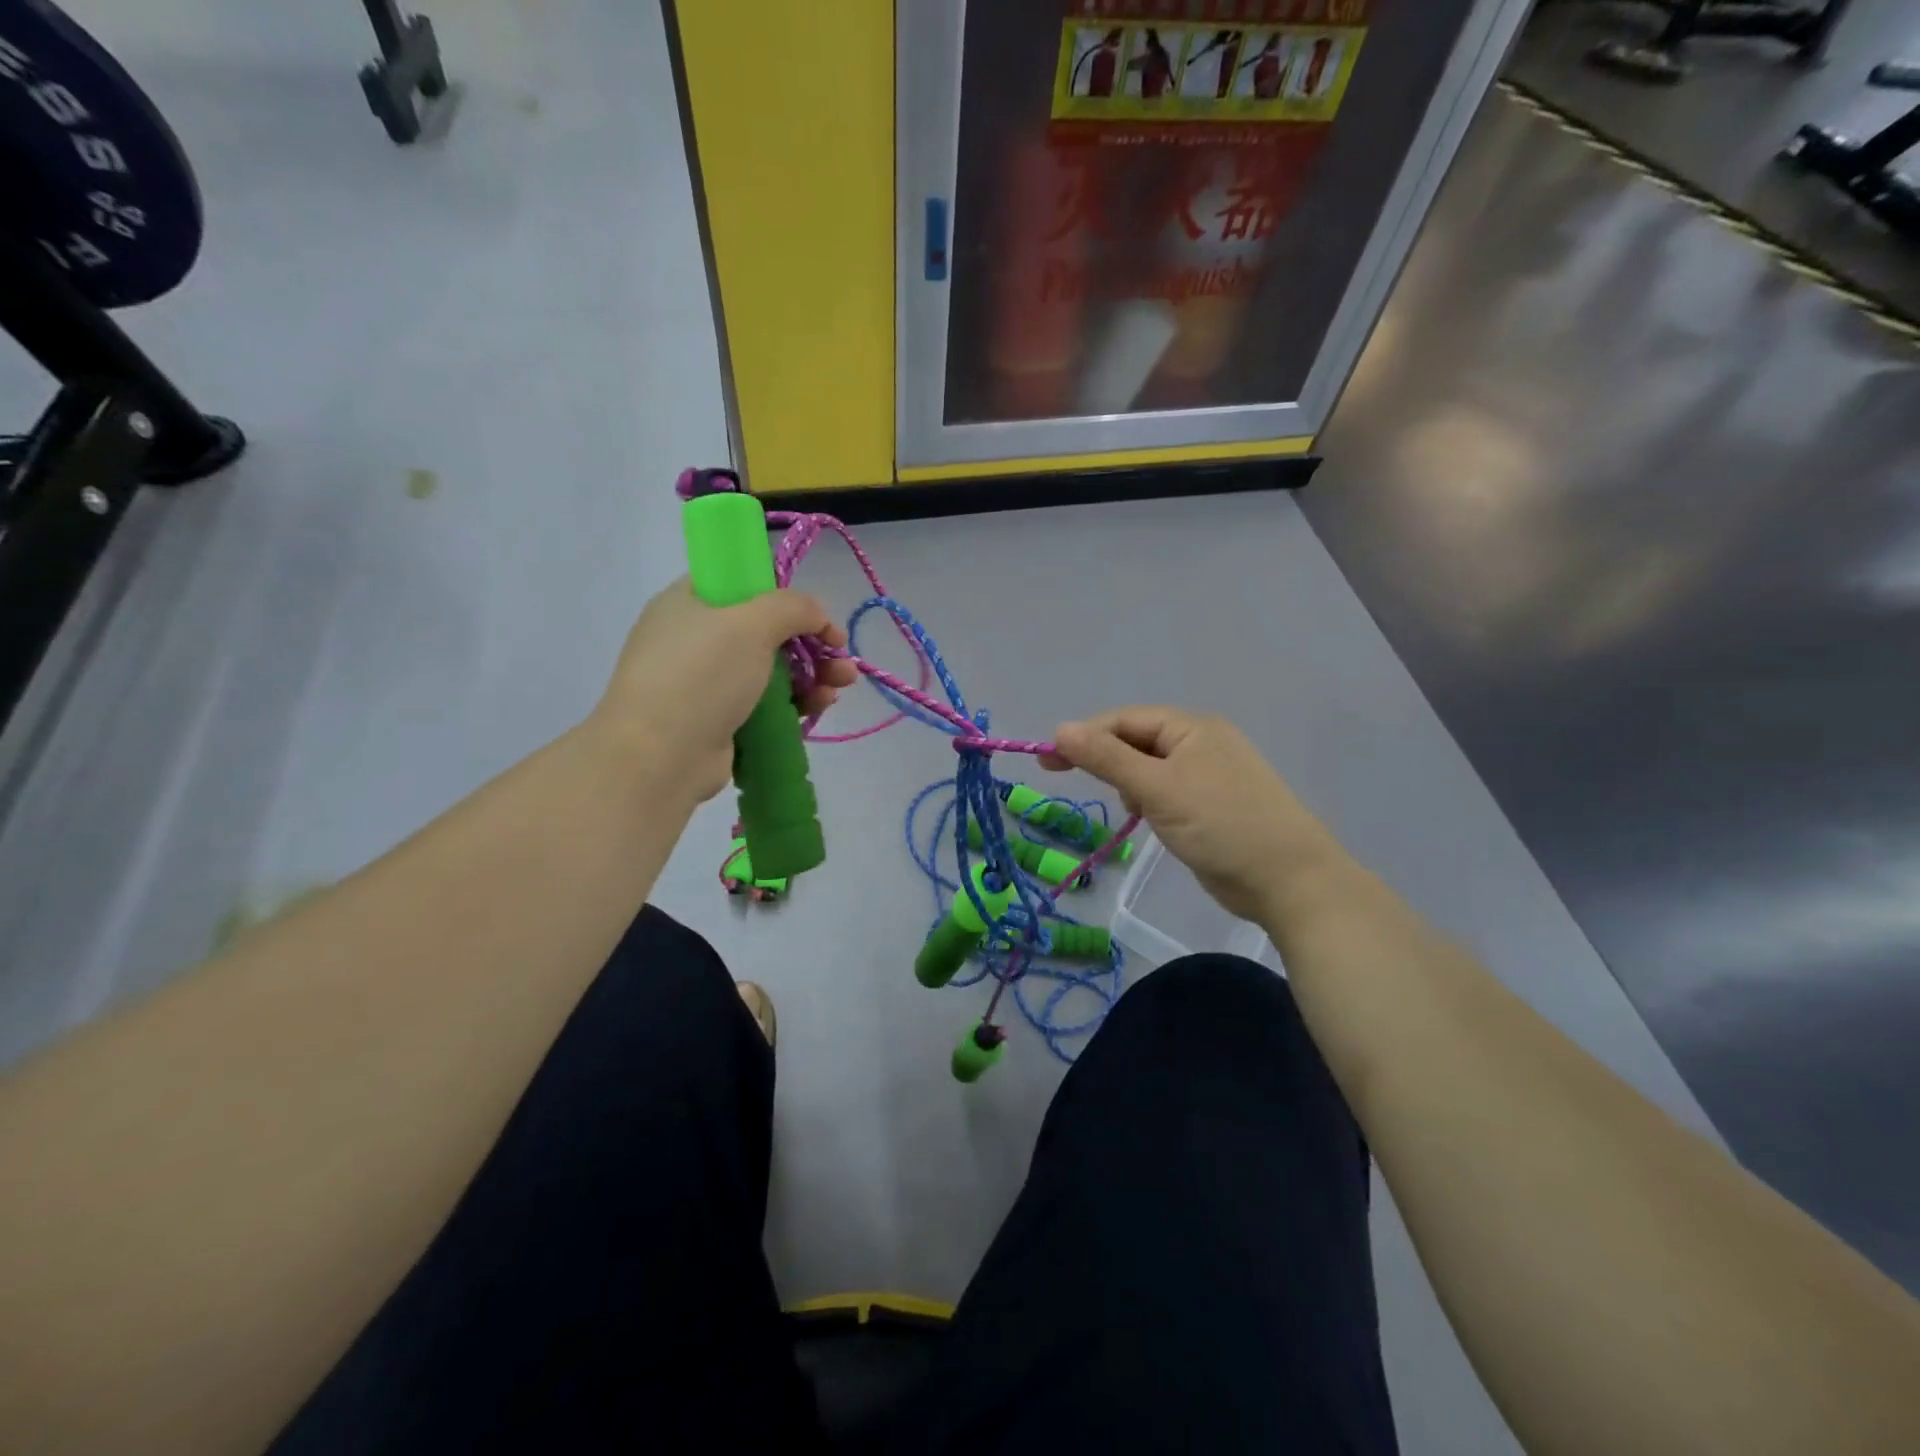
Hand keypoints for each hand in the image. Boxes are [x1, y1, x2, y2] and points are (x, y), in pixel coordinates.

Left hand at [593, 579, 855, 801]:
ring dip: (813, 673)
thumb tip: (818, 616)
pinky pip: (766, 703)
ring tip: (844, 683)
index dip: (785, 596)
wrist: (659, 757)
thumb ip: (793, 607)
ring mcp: (706, 683)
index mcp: (689, 603)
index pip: (743, 585)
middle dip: (811, 642)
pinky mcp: (719, 720)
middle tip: (842, 656)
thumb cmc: (701, 676)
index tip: (818, 617)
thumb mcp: (750, 624)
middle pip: (765, 631)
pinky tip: (823, 704)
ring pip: (771, 670)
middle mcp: (694, 639)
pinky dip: (797, 701)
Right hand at [1041, 707, 1341, 922]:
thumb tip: (1060, 728)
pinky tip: (1146, 819)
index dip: (1084, 736)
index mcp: (1191, 727)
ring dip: (1127, 783)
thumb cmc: (1221, 825)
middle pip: (1136, 740)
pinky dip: (1148, 800)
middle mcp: (1201, 742)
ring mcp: (1209, 774)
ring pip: (1149, 768)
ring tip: (1128, 808)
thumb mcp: (1157, 789)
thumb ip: (1107, 758)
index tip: (1047, 761)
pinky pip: (1166, 791)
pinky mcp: (1212, 804)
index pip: (1124, 720)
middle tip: (1066, 780)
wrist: (1289, 880)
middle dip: (1105, 760)